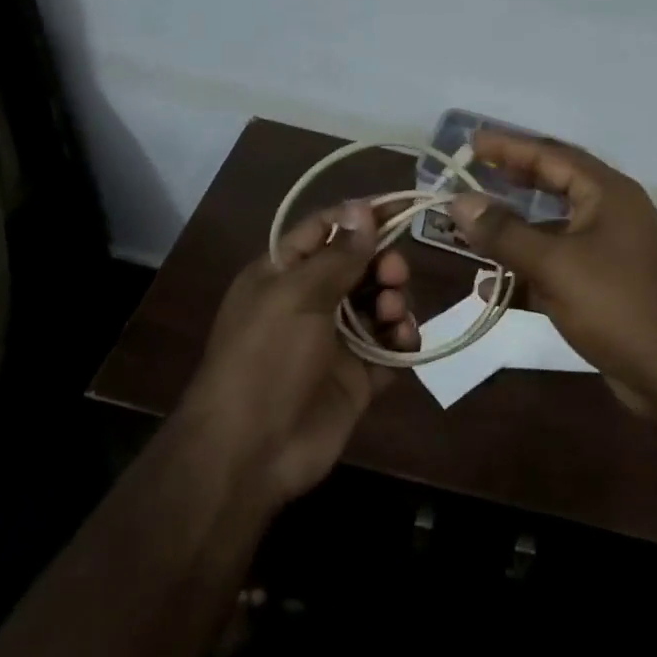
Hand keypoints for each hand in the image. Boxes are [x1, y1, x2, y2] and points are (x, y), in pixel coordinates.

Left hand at [180, 200, 418, 507]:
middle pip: (360, 265)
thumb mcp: (297, 295)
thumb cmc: (266, 358)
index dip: (362, 217)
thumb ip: (338, 253)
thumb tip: (362, 206)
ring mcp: (336, 340)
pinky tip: (403, 341)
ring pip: (379, 302)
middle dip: (383, 263)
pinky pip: (390, 346)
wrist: (252, 450)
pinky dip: (401, 339)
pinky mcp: (359, 376)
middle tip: (394, 274)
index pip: (327, 230)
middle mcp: (310, 301)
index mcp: (283, 273)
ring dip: (393, 300)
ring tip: (391, 315)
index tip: (404, 206)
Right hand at [450, 132, 656, 408]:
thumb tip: (460, 202)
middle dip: (512, 182)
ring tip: (471, 230)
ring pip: (553, 231)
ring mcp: (609, 252)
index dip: (509, 146)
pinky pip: (557, 269)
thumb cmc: (618, 304)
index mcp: (607, 194)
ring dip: (514, 233)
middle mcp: (611, 214)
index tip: (472, 142)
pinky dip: (526, 273)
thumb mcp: (554, 265)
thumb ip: (504, 232)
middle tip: (472, 175)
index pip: (551, 155)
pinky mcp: (604, 288)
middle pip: (554, 186)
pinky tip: (490, 288)